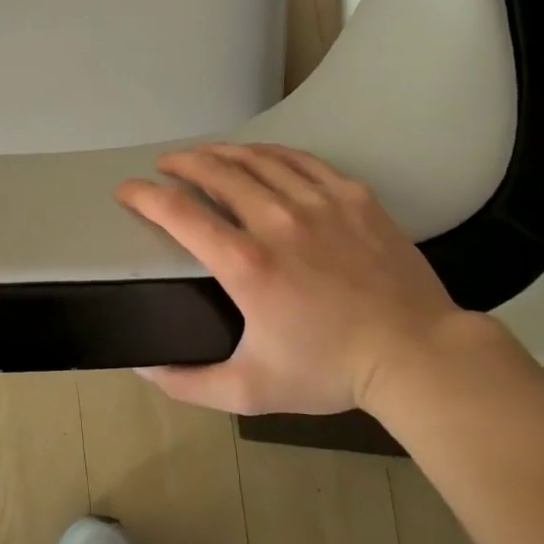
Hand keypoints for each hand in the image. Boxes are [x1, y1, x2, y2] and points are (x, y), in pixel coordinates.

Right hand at [115, 143, 480, 416]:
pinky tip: (258, 155)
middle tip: (165, 166)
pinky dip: (269, 152)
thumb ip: (189, 383)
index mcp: (246, 265)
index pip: (179, 213)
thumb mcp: (250, 390)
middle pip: (215, 171)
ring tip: (204, 155)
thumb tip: (142, 368)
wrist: (416, 355)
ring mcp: (318, 203)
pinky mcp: (352, 196)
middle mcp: (276, 221)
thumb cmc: (329, 371)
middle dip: (181, 162)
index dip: (144, 195)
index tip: (127, 191)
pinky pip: (300, 160)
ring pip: (256, 159)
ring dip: (220, 152)